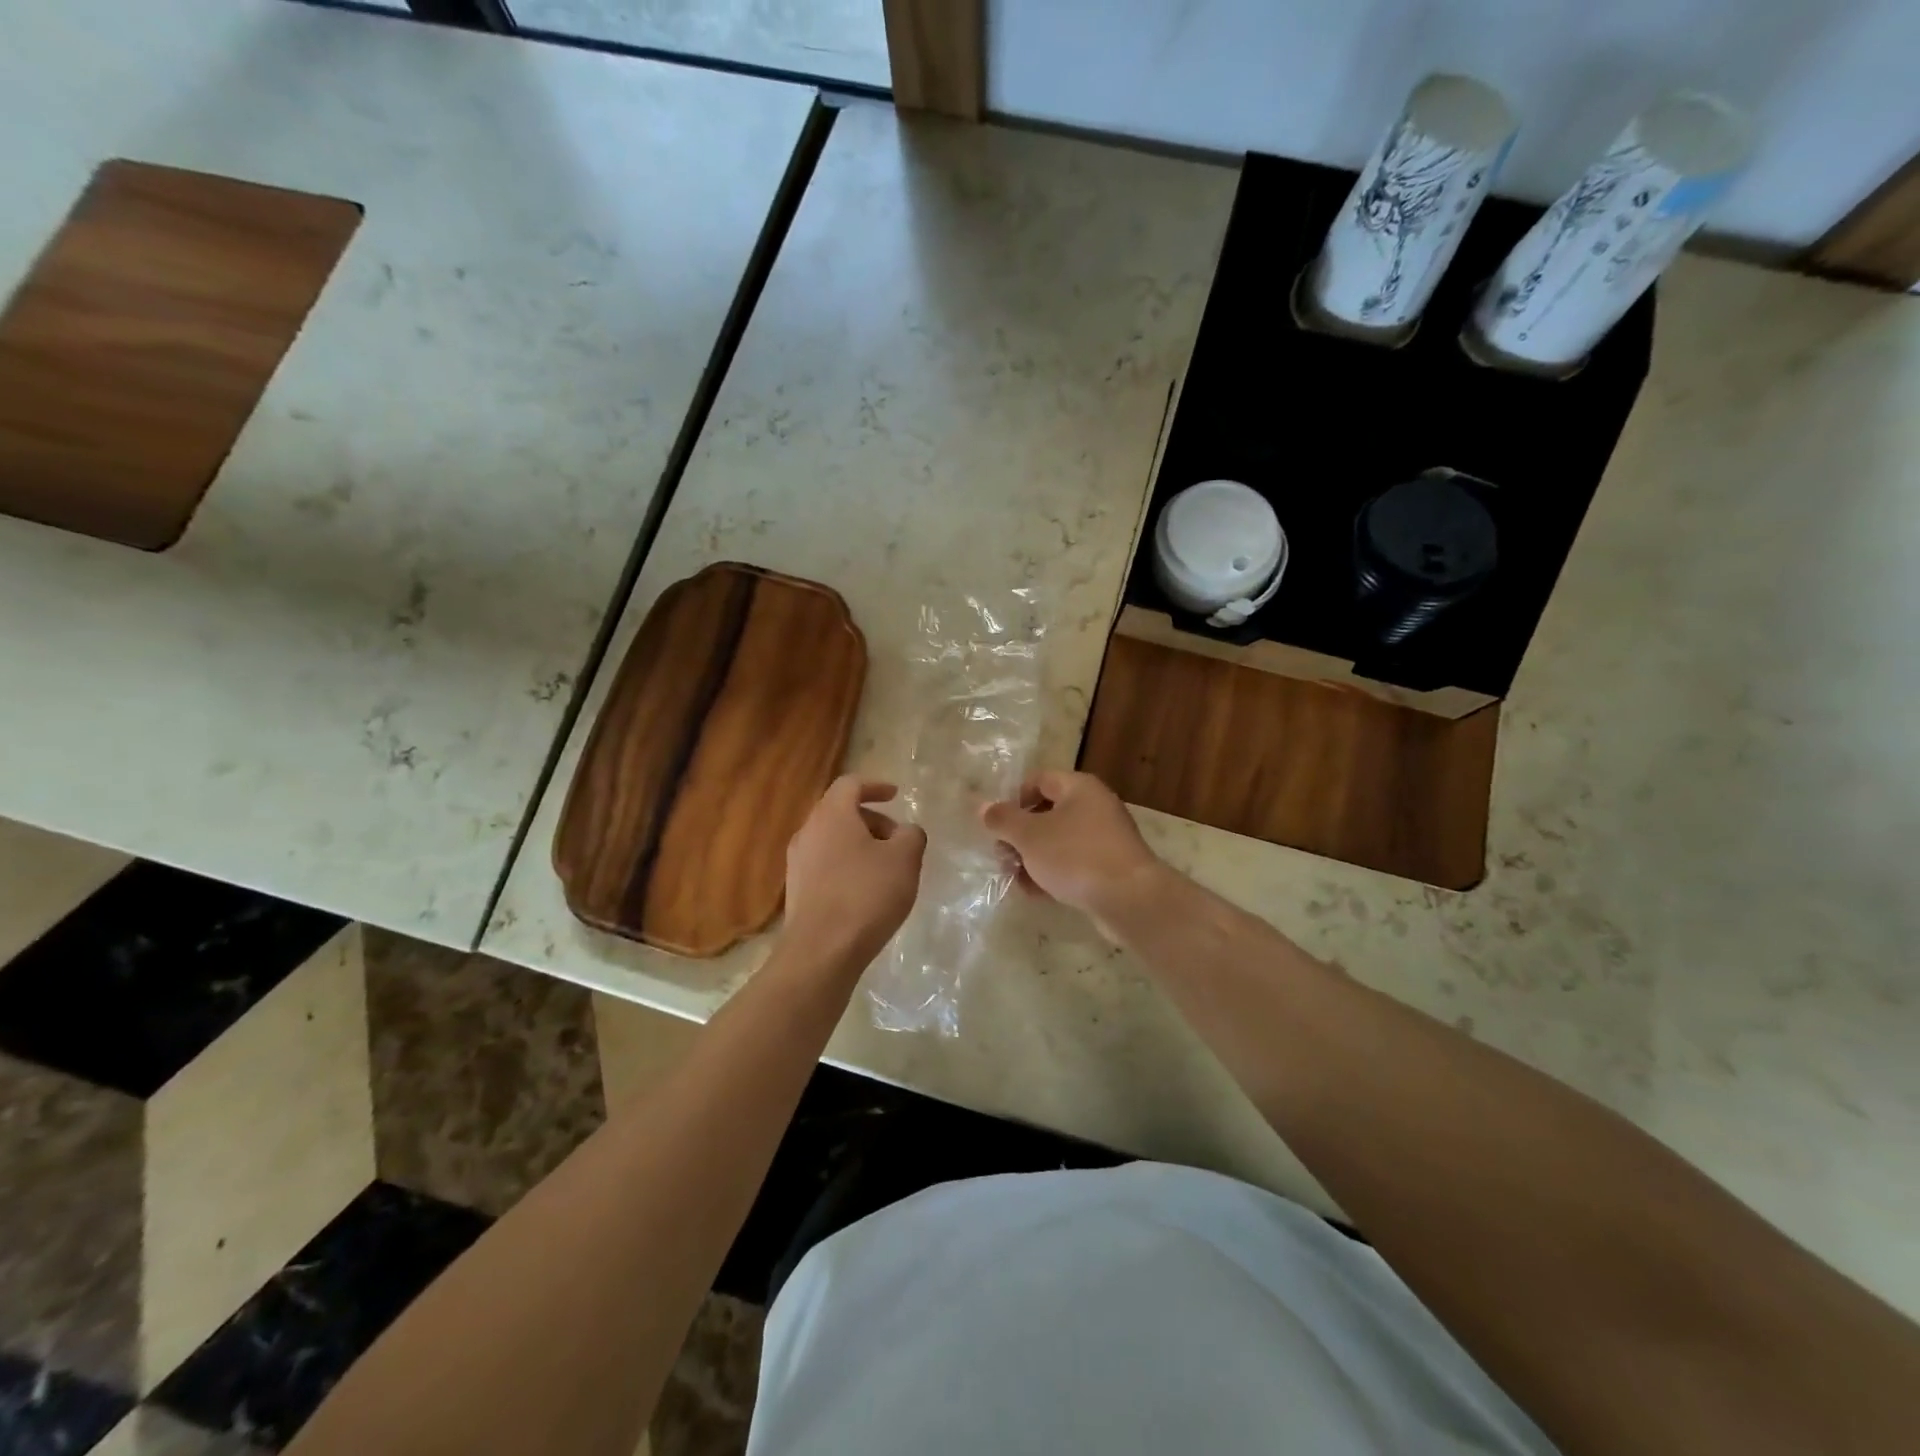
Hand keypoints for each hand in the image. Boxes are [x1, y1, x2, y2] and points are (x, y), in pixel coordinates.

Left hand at [783, 776, 926, 969]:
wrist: (821, 951)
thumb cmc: (866, 895)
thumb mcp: (905, 859)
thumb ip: (911, 835)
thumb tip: (906, 832)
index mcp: (832, 815)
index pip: (850, 784)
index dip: (875, 785)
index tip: (895, 795)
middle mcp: (808, 832)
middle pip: (840, 812)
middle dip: (872, 820)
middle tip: (897, 840)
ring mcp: (797, 862)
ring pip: (832, 840)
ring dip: (859, 845)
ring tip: (886, 869)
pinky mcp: (797, 890)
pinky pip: (825, 864)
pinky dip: (846, 866)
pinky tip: (865, 892)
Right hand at [980, 770, 1164, 935]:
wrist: (1130, 899)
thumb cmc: (1075, 856)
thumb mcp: (1029, 836)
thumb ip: (1003, 820)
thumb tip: (982, 806)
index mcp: (1079, 787)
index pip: (1038, 779)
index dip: (1014, 799)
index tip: (998, 826)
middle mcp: (1095, 806)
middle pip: (1047, 812)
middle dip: (1020, 835)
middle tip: (1003, 857)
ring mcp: (1105, 837)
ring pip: (1058, 841)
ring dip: (1033, 858)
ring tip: (1016, 880)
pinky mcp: (1110, 866)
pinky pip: (1074, 863)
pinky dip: (1054, 874)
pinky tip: (1037, 894)